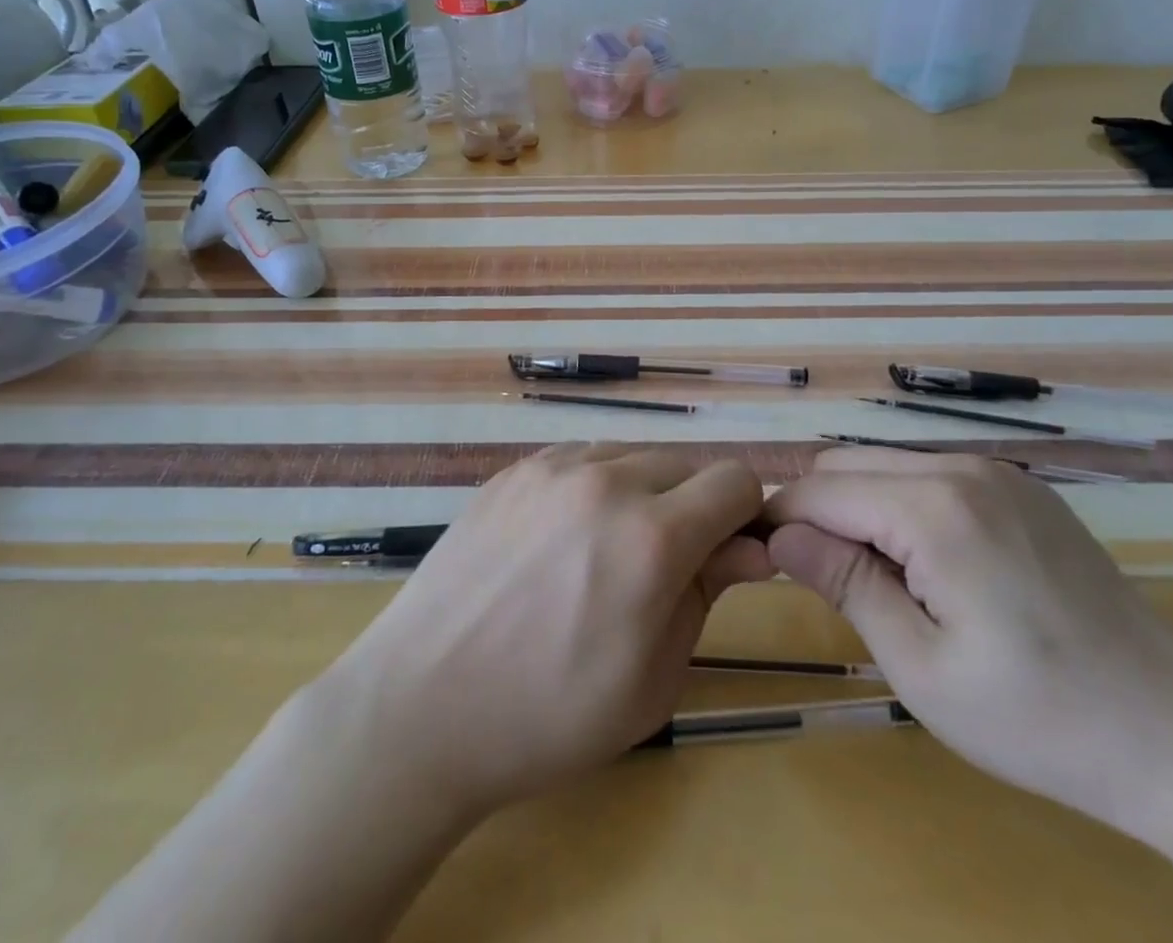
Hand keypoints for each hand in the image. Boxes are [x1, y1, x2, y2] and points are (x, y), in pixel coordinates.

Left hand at [313, 442, 770, 819]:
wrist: (421, 705)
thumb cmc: (549, 715)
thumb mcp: (654, 680)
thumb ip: (709, 594)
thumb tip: (751, 547)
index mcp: (651, 536)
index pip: (736, 481)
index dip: (744, 518)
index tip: (726, 557)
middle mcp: (605, 480)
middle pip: (686, 463)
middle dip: (694, 507)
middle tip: (663, 568)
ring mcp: (552, 467)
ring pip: (632, 455)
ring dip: (642, 493)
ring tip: (606, 554)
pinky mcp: (514, 470)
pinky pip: (581, 459)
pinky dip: (593, 487)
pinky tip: (562, 540)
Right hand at [764, 447, 1172, 858]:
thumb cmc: (1040, 719)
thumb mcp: (921, 668)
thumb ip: (844, 584)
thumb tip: (777, 536)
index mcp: (934, 509)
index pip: (820, 490)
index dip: (780, 521)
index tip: (763, 561)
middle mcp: (961, 467)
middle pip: (847, 463)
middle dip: (818, 511)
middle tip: (825, 584)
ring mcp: (997, 472)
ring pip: (887, 465)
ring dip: (861, 508)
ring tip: (879, 581)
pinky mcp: (1021, 487)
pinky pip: (932, 476)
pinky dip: (904, 506)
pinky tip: (931, 568)